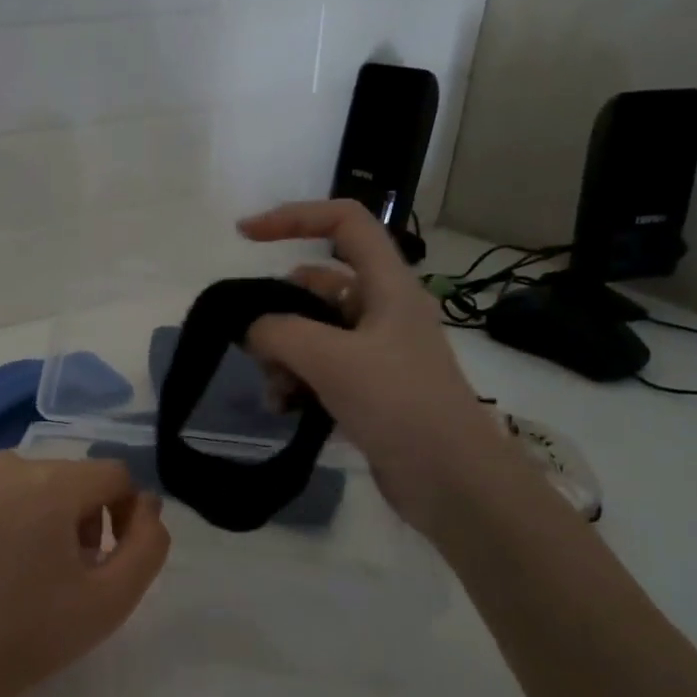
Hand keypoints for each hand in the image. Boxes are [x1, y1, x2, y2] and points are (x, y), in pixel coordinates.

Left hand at [0, 453, 170, 696]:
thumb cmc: (36, 633)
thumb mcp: (114, 597)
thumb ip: (149, 543)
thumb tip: (146, 502)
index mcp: (48, 485)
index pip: (113, 474)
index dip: (125, 513)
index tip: (107, 558)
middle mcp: (8, 465)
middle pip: (76, 475)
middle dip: (86, 514)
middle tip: (72, 568)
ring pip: (40, 477)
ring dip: (53, 510)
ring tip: (38, 563)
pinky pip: (4, 484)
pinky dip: (17, 508)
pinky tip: (5, 554)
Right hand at [239, 199, 506, 527]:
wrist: (451, 480)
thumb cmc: (399, 404)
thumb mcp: (332, 359)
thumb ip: (280, 332)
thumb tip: (250, 327)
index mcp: (388, 285)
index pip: (344, 222)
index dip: (294, 217)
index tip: (245, 236)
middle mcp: (382, 310)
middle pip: (316, 286)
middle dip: (278, 311)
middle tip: (253, 345)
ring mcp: (375, 352)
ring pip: (312, 333)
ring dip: (283, 355)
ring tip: (274, 392)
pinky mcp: (368, 389)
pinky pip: (318, 370)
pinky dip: (296, 382)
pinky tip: (285, 409)